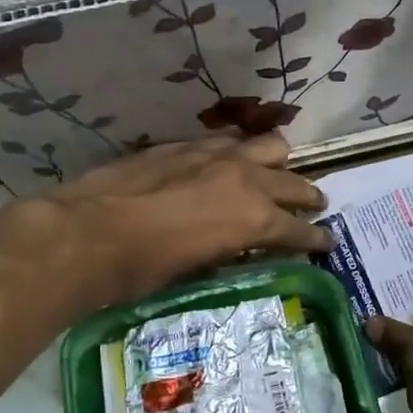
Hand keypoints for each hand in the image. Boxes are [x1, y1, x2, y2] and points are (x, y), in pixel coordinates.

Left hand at [0, 132, 332, 310]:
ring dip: (279, 164)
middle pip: (293, 183)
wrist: (86, 234)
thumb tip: (237, 245)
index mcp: (253, 218)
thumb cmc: (141, 270)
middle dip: (308, 197)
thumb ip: (227, 249)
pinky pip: (227, 142)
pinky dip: (239, 153)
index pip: (299, 229)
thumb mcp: (196, 269)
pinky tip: (229, 162)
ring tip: (277, 174)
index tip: (326, 241)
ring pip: (268, 146)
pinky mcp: (186, 145)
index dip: (316, 238)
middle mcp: (245, 179)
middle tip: (314, 206)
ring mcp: (215, 155)